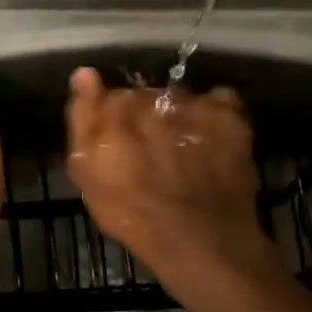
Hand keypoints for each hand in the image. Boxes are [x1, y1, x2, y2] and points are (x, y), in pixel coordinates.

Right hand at [64, 67, 274, 295]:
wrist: (199, 239)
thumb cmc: (132, 214)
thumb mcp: (88, 174)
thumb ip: (83, 119)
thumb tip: (84, 72)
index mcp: (117, 107)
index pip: (110, 96)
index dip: (112, 120)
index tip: (116, 145)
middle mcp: (155, 96)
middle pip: (146, 96)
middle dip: (145, 117)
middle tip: (150, 153)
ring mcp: (195, 103)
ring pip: (179, 98)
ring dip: (177, 116)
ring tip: (182, 150)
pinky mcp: (229, 115)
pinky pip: (218, 100)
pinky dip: (214, 114)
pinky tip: (211, 140)